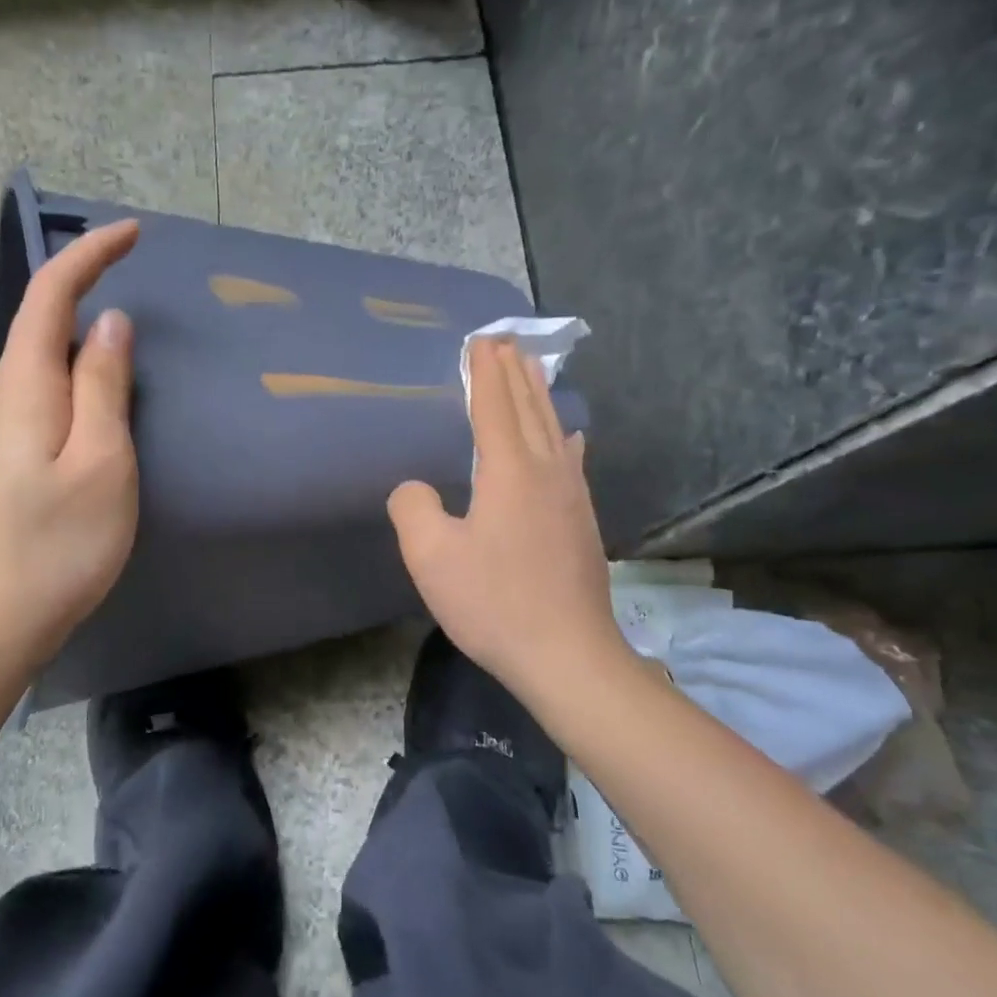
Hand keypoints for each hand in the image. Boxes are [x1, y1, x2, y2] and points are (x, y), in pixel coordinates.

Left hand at [0, 220, 140, 683]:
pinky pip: (45, 400)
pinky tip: (102, 410)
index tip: (132, 233)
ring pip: (44, 365)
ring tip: (131, 345)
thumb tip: (109, 324)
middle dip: (86, 288)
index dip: (89, 254)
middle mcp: (2, 398)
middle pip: (42, 324)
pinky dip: (78, 383)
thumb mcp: (101, 461)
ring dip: (84, 341)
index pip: (52, 295)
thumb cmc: (56, 544)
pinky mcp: (5, 465)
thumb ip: (105, 387)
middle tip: (138, 281)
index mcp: (25, 386)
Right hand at [387, 337, 630, 701]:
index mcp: (509, 472)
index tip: (481, 341)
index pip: (495, 408)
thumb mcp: (432, 558)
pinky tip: (569, 437)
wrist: (567, 655)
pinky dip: (562, 435)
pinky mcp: (583, 522)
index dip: (485, 374)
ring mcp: (571, 497)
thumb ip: (413, 509)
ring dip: (540, 397)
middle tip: (506, 342)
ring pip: (554, 430)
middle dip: (515, 374)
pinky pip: (570, 460)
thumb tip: (414, 488)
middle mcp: (546, 473)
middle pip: (530, 409)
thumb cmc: (494, 603)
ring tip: (532, 371)